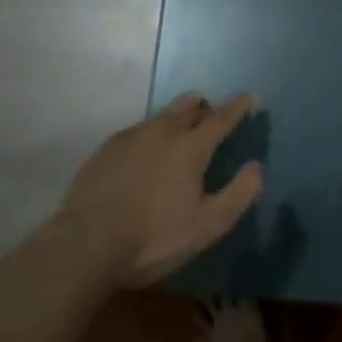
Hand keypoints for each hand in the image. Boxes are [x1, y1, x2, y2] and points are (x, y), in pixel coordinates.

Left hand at [53, 92, 263, 287]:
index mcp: (190, 147)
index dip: (238, 106)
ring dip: (177, 117)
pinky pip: (138, 130)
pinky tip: (146, 153)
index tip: (250, 96)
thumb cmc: (153, 238)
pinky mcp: (107, 148)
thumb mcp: (206, 226)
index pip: (221, 118)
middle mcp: (162, 131)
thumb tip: (256, 167)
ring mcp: (131, 136)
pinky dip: (151, 134)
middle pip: (188, 107)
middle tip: (211, 114)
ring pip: (161, 116)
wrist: (85, 244)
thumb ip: (238, 194)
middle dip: (204, 106)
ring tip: (180, 130)